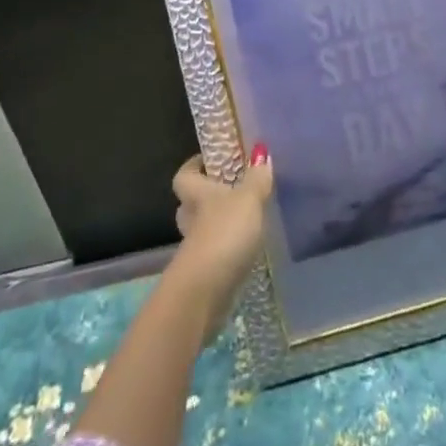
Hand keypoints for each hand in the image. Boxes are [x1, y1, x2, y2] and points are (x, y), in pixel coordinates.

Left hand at [166, 146, 273, 335]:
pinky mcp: (203, 276)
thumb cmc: (224, 234)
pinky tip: (247, 252)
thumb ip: (256, 178)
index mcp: (198, 195)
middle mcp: (191, 220)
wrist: (205, 293)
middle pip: (190, 205)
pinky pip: (214, 256)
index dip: (193, 166)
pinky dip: (227, 253)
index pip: (184, 176)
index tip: (210, 161)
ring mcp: (195, 251)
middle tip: (233, 193)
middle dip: (207, 200)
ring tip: (247, 223)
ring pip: (202, 232)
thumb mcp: (248, 200)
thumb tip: (260, 152)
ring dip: (219, 228)